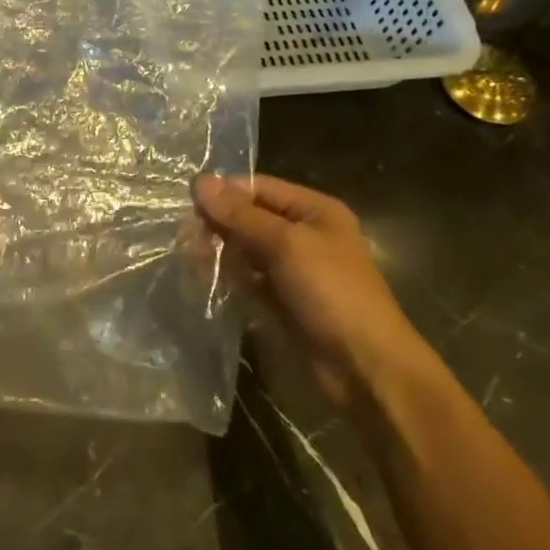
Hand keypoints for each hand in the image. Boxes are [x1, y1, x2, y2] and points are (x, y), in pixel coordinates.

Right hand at [195, 173, 427, 404]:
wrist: (364, 367)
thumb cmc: (331, 292)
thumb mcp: (286, 244)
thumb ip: (241, 215)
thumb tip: (199, 182)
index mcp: (314, 210)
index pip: (259, 188)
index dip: (224, 192)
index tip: (186, 204)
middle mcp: (304, 233)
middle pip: (250, 216)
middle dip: (219, 222)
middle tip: (185, 236)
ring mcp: (293, 268)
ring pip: (246, 248)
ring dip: (220, 249)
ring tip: (188, 256)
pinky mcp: (283, 299)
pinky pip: (249, 278)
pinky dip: (229, 275)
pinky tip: (204, 277)